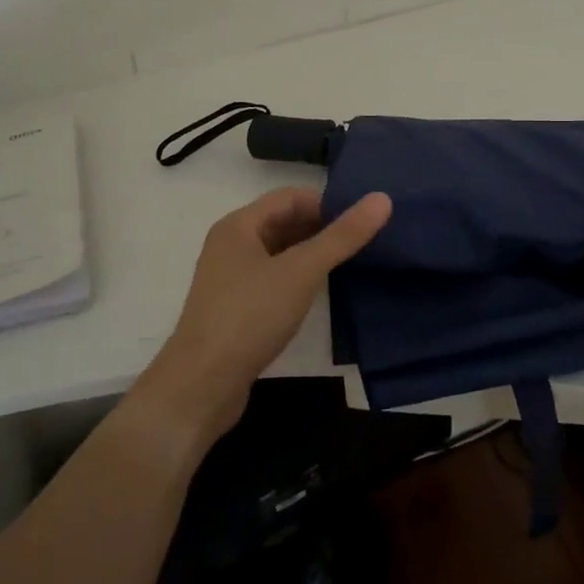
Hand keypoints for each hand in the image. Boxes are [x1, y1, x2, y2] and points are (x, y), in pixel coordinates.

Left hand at [139, 187, 391, 443]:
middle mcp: (231, 245)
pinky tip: (321, 293)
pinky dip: (299, 278)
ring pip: (279, 253)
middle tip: (364, 240)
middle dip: (322, 227)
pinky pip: (273, 279)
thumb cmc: (250, 317)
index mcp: (239, 226)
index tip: (363, 218)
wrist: (201, 386)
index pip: (290, 197)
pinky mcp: (236, 309)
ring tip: (351, 263)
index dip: (327, 202)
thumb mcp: (302, 272)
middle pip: (283, 222)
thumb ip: (342, 236)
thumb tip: (382, 198)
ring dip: (311, 253)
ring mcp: (231, 279)